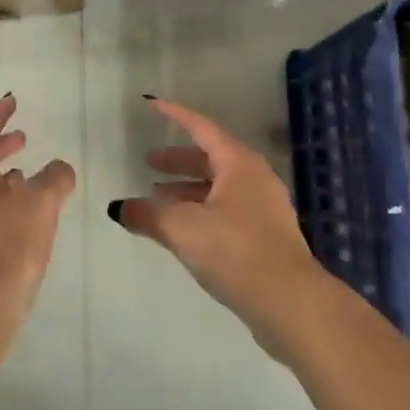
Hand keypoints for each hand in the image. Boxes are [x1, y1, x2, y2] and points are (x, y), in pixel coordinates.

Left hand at [0, 94, 76, 348]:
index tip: (11, 100)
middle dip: (2, 145)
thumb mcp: (41, 203)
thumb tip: (59, 169)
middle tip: (22, 137)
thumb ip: (55, 177)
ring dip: (3, 175)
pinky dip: (1, 199)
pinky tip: (22, 212)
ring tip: (28, 174)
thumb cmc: (9, 242)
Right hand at [111, 98, 324, 346]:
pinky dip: (200, 210)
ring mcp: (264, 209)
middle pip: (211, 158)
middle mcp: (255, 179)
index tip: (151, 106)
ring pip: (218, 187)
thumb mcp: (182, 229)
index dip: (174, 116)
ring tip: (156, 199)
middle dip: (178, 160)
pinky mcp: (265, 237)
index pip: (201, 128)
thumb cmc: (235, 251)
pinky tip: (182, 230)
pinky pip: (226, 210)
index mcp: (239, 164)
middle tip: (149, 162)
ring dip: (187, 189)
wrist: (291, 304)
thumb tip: (118, 208)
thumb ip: (147, 215)